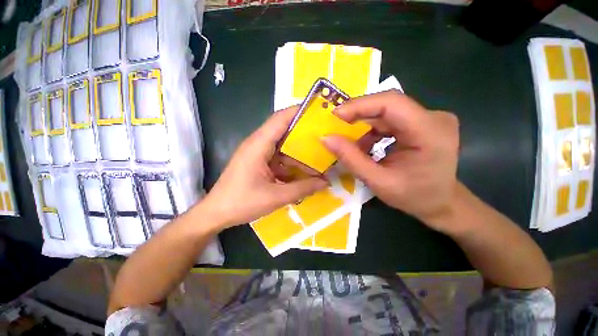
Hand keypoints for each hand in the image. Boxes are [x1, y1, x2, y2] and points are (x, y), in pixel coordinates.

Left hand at [201, 106, 327, 229]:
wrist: (217, 213)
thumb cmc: (242, 203)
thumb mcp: (276, 197)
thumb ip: (303, 188)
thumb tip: (325, 182)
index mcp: (258, 145)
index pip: (280, 119)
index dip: (299, 112)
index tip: (319, 112)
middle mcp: (257, 144)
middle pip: (283, 130)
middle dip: (303, 132)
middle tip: (324, 136)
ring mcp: (257, 153)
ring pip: (282, 145)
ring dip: (298, 151)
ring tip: (318, 156)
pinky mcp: (258, 162)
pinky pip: (278, 157)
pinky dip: (290, 162)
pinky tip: (302, 171)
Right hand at [322, 91, 459, 232]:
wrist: (441, 203)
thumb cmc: (414, 197)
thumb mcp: (378, 181)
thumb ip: (351, 158)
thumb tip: (326, 138)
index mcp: (430, 132)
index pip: (391, 103)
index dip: (360, 105)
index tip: (335, 115)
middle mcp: (434, 117)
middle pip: (388, 104)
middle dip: (358, 113)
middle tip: (335, 124)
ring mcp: (429, 118)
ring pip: (387, 111)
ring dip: (364, 123)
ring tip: (348, 140)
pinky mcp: (422, 122)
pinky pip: (391, 119)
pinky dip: (372, 129)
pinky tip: (364, 144)